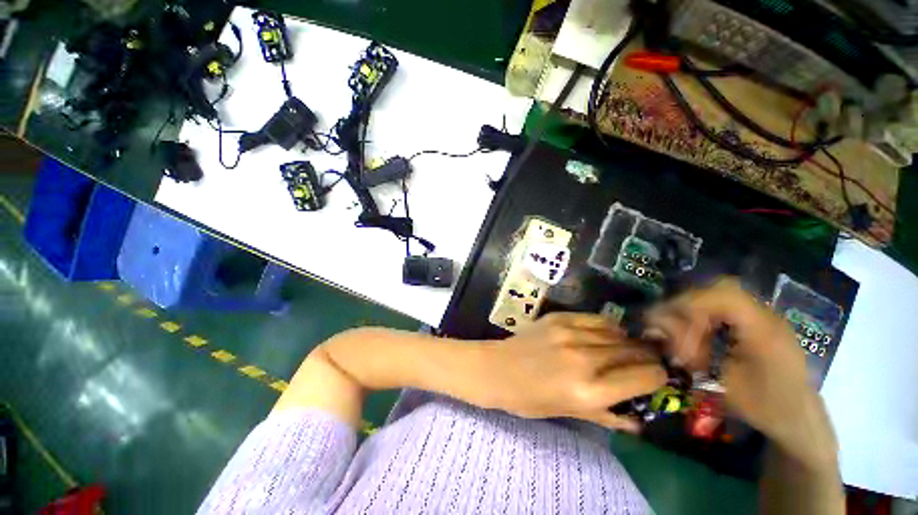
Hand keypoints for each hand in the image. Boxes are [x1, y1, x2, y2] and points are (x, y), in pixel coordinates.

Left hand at [482, 312, 666, 431]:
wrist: (498, 369)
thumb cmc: (531, 399)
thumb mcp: (570, 414)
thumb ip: (608, 415)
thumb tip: (641, 420)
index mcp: (590, 390)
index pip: (646, 377)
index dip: (657, 378)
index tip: (654, 378)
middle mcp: (585, 359)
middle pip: (635, 352)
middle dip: (645, 359)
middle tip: (642, 363)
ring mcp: (571, 333)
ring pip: (619, 333)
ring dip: (627, 342)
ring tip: (623, 349)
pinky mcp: (560, 318)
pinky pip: (597, 319)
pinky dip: (607, 327)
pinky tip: (604, 334)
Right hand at [646, 278, 837, 469]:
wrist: (800, 420)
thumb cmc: (764, 406)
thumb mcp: (723, 382)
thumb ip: (690, 349)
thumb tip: (655, 324)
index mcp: (764, 329)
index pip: (724, 295)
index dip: (690, 301)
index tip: (667, 321)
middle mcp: (766, 315)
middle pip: (720, 289)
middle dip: (689, 305)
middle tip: (670, 326)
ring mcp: (765, 317)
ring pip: (721, 296)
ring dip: (696, 311)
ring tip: (685, 336)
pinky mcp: (759, 323)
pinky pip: (726, 308)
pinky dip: (707, 317)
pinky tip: (701, 337)